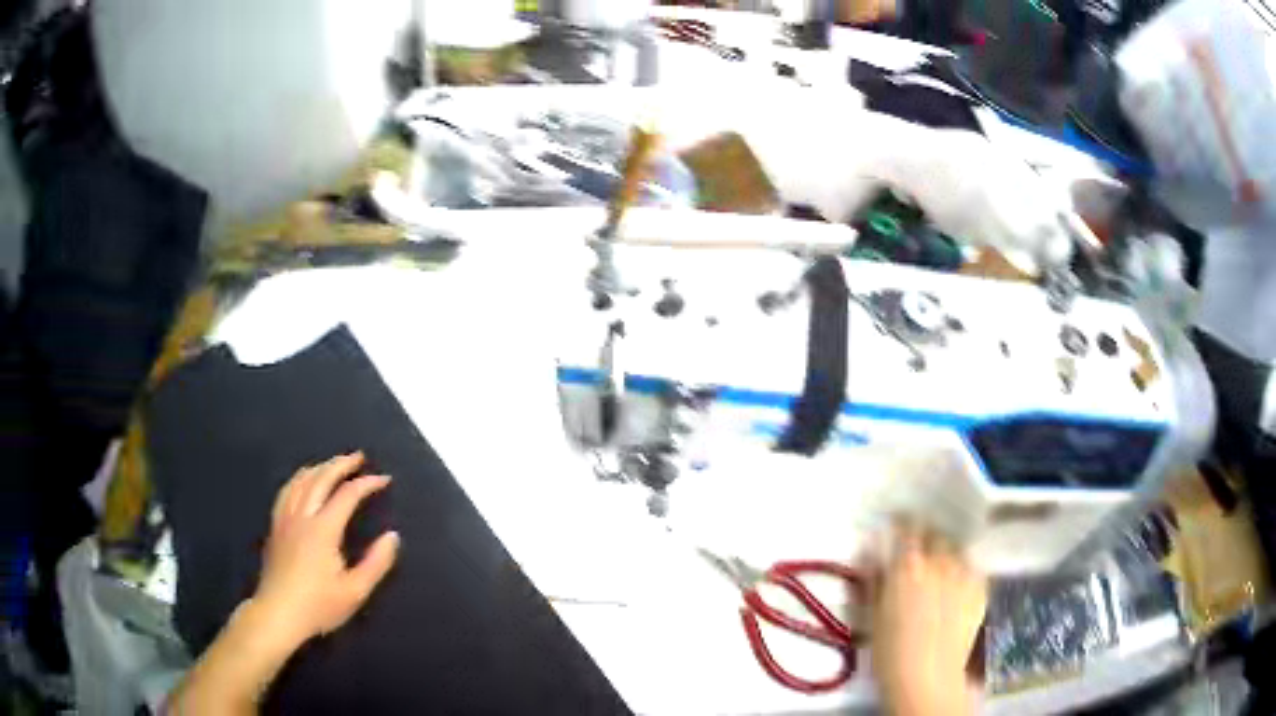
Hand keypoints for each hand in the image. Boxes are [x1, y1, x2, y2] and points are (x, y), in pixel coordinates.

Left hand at [251, 452, 400, 650]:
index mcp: (323, 529)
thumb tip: (392, 536)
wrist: (278, 613)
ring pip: (301, 481)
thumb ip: (376, 563)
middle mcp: (302, 516)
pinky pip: (286, 490)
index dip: (367, 483)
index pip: (347, 495)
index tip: (384, 479)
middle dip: (341, 464)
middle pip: (321, 478)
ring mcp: (285, 518)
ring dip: (320, 467)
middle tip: (359, 457)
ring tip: (333, 464)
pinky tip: (303, 482)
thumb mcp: (355, 591)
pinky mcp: (275, 526)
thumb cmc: (319, 605)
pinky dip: (299, 478)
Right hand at [870, 523, 986, 715]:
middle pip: (936, 534)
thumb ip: (874, 579)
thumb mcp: (873, 615)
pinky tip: (956, 587)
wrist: (928, 677)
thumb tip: (870, 553)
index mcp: (907, 566)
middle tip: (918, 552)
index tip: (896, 523)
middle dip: (926, 537)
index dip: (902, 522)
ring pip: (956, 550)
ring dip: (946, 554)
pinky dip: (962, 571)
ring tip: (939, 570)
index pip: (907, 527)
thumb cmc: (890, 651)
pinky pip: (972, 568)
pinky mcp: (981, 588)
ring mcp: (964, 573)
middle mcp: (939, 561)